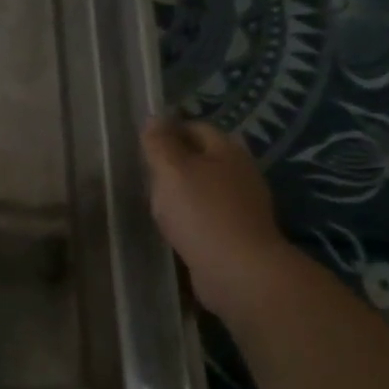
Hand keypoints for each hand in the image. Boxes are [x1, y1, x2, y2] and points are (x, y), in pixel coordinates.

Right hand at [141, 116, 290, 318]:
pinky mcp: (239, 232)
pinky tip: (175, 224)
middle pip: (204, 157)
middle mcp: (241, 172)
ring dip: (184, 189)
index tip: (144, 144)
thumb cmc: (201, 212)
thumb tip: (154, 117)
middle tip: (147, 171)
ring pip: (207, 186)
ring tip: (156, 198)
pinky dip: (191, 214)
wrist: (238, 271)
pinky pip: (209, 213)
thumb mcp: (171, 171)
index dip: (170, 130)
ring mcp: (243, 204)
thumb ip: (159, 143)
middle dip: (177, 160)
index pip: (197, 128)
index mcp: (227, 151)